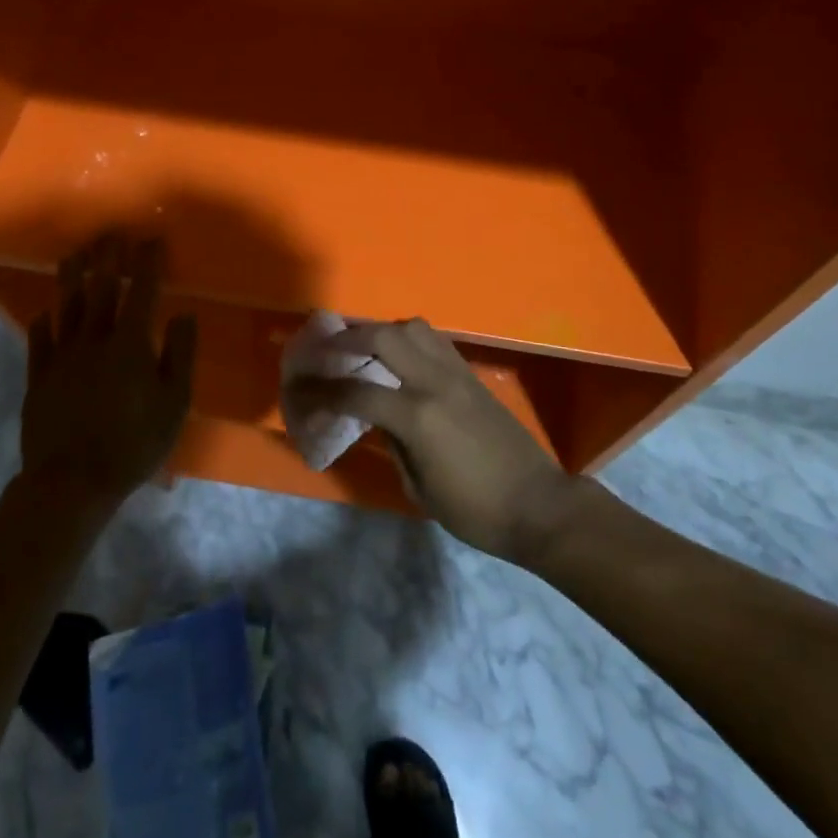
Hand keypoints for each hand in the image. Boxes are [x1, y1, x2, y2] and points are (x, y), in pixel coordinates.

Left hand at [20, 234, 195, 502]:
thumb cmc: (133, 443)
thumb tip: (183, 315)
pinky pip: (39, 340)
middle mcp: (93, 340)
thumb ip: (180, 355)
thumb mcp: (174, 403)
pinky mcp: (39, 378)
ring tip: (74, 253)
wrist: (71, 482)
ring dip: (71, 277)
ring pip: (66, 307)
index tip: (152, 239)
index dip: (148, 263)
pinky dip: (44, 321)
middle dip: (108, 257)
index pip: (142, 292)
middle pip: (101, 289)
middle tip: (110, 232)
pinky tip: (45, 311)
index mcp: (129, 343)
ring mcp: (61, 357)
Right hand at [286, 317, 580, 562]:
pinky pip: (434, 341)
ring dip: (382, 331)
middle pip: (384, 337)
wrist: (536, 503)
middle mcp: (435, 382)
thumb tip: (375, 418)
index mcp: (417, 416)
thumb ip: (393, 444)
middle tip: (325, 349)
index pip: (357, 392)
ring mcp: (456, 373)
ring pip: (412, 327)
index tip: (301, 391)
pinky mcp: (471, 374)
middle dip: (348, 338)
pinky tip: (400, 357)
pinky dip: (409, 340)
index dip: (323, 392)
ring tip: (363, 348)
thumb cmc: (475, 510)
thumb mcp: (420, 488)